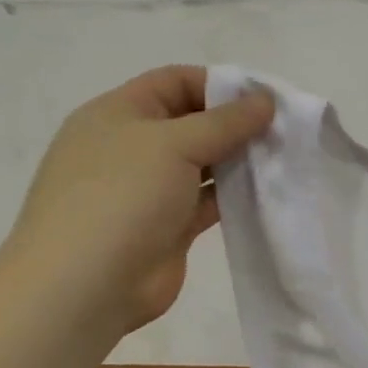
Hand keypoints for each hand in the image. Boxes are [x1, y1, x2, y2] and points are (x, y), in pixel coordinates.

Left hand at [2, 66, 273, 340]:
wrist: (85, 286)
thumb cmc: (121, 197)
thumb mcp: (173, 143)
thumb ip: (225, 121)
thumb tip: (265, 100)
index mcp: (118, 113)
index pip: (174, 81)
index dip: (220, 84)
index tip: (265, 99)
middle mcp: (132, 147)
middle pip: (192, 122)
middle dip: (235, 124)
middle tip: (283, 130)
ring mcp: (149, 190)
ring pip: (202, 164)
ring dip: (239, 160)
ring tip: (283, 158)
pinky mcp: (168, 227)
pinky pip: (207, 201)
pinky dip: (235, 195)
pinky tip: (267, 191)